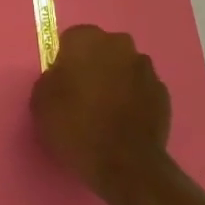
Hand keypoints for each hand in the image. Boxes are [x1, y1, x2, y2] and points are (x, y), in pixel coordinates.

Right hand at [31, 25, 172, 204]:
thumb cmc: (75, 127)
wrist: (125, 165)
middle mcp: (120, 45)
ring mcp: (146, 69)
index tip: (62, 83)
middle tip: (83, 95)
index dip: (66, 60)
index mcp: (87, 40)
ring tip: (105, 112)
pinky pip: (141, 90)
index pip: (72, 39)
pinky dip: (133, 100)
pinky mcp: (163, 94)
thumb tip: (62, 76)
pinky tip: (123, 123)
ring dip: (116, 81)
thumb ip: (50, 78)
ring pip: (124, 68)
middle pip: (102, 49)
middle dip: (94, 66)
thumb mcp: (40, 101)